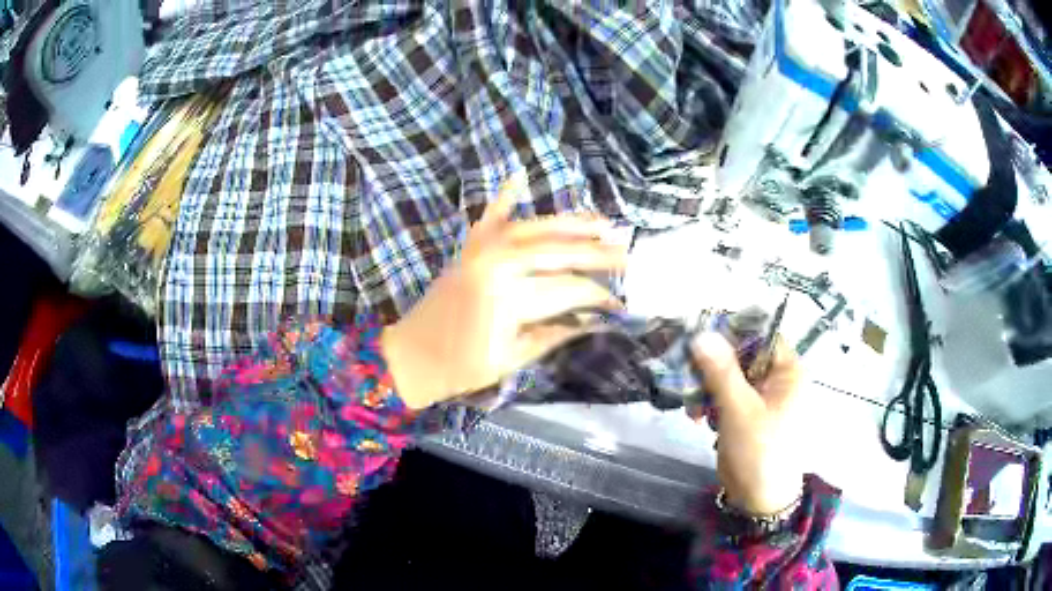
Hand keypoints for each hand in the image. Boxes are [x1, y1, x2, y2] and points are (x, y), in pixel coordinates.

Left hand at [381, 172, 626, 409]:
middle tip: (627, 253)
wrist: (411, 355)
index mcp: (508, 297)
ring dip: (570, 222)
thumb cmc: (461, 367)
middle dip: (596, 253)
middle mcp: (497, 263)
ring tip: (602, 223)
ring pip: (534, 227)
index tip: (621, 302)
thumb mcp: (513, 358)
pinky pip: (491, 217)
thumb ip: (555, 333)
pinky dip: (506, 196)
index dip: (598, 295)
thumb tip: (594, 319)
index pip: (568, 289)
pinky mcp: (469, 247)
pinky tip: (520, 176)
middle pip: (557, 251)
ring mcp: (481, 249)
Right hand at [692, 333, 804, 514]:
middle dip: (712, 366)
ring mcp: (761, 396)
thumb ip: (721, 371)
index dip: (731, 332)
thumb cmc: (760, 451)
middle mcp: (776, 378)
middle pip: (741, 354)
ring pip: (729, 375)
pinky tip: (697, 418)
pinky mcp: (746, 413)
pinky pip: (725, 395)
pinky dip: (709, 403)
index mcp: (787, 371)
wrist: (760, 499)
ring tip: (691, 408)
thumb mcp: (740, 410)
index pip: (760, 333)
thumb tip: (702, 333)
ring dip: (706, 387)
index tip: (699, 339)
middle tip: (686, 376)